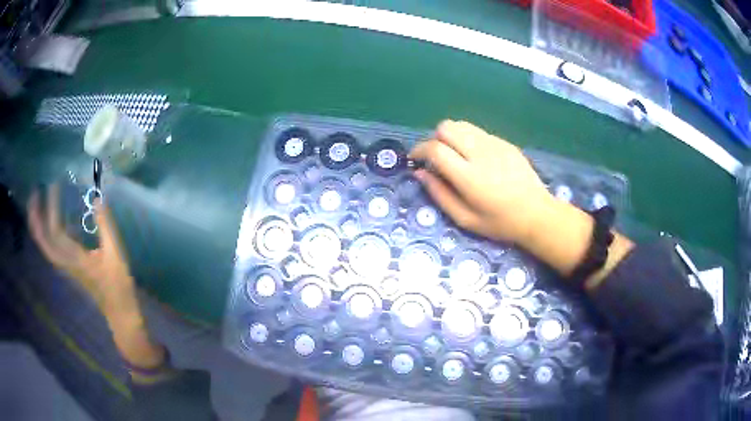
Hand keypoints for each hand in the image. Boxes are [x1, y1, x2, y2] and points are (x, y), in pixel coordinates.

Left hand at [28, 184, 165, 369]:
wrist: (119, 312)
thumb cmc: (118, 284)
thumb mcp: (115, 254)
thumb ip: (105, 226)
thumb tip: (97, 197)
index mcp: (75, 259)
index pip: (55, 231)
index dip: (52, 206)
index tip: (55, 183)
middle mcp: (64, 263)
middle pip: (42, 240)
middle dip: (35, 217)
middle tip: (34, 191)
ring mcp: (65, 266)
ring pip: (44, 245)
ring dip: (37, 224)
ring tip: (36, 202)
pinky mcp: (67, 267)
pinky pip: (50, 248)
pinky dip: (44, 233)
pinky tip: (49, 220)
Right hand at [410, 120, 632, 287]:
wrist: (537, 214)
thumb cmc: (500, 223)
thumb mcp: (465, 219)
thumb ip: (439, 195)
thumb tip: (420, 173)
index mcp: (469, 176)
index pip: (436, 149)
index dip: (419, 150)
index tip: (415, 159)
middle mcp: (480, 153)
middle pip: (447, 127)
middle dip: (434, 139)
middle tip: (436, 157)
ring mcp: (495, 144)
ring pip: (462, 125)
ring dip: (451, 136)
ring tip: (454, 155)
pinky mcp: (505, 142)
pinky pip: (478, 132)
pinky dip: (468, 139)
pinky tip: (476, 158)